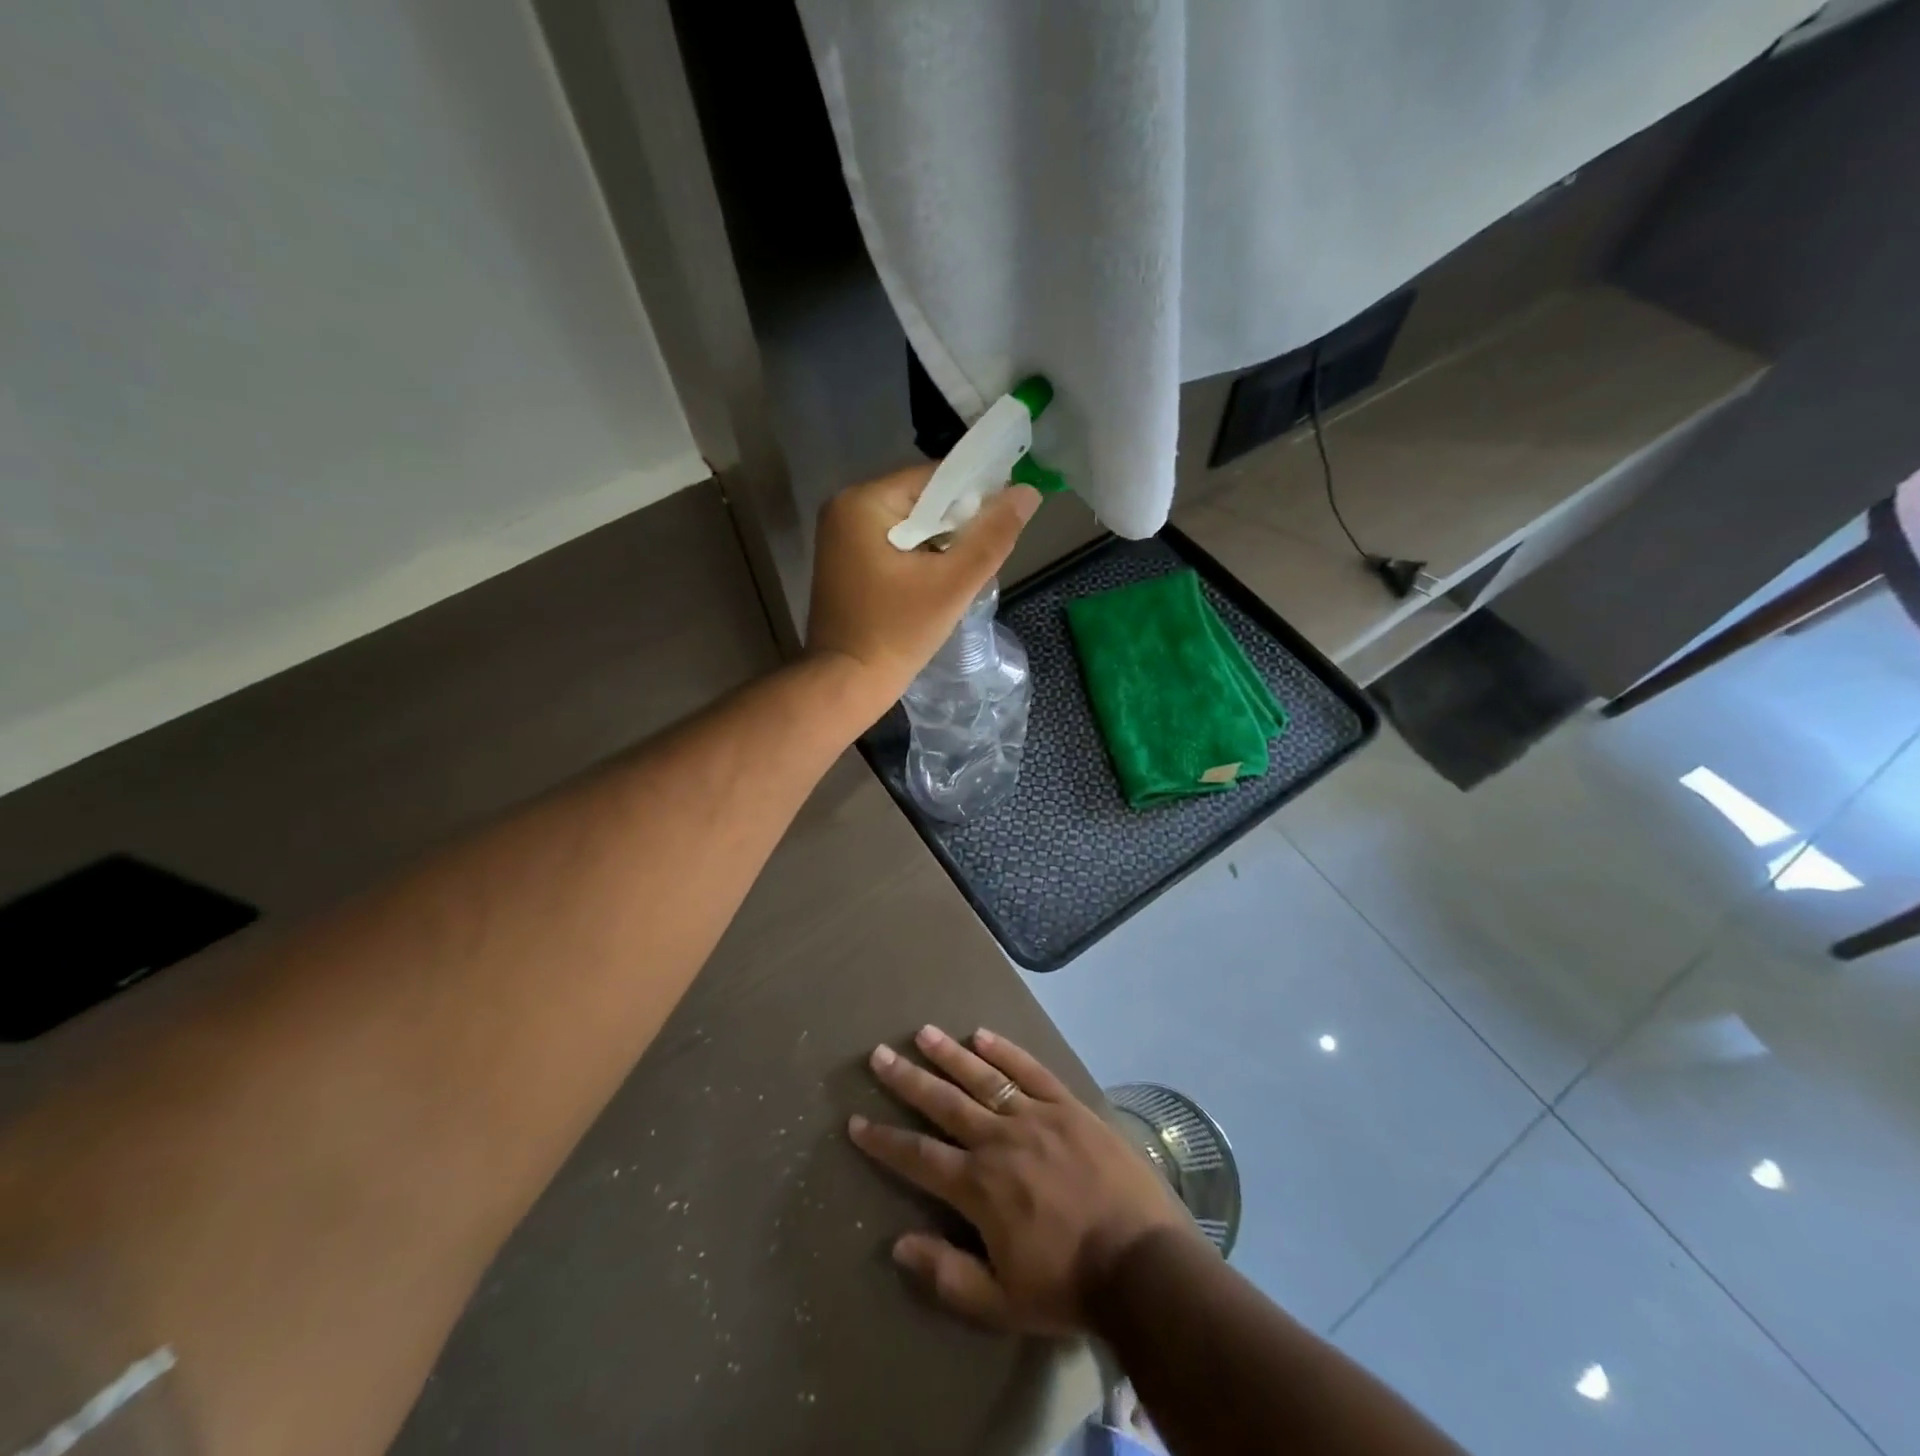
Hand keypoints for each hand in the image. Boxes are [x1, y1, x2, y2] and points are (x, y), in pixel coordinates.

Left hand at [805, 467, 1039, 717]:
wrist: (847, 684)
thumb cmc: (897, 633)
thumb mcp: (952, 584)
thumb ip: (992, 537)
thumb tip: (1027, 493)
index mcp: (863, 502)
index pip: (934, 479)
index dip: (974, 497)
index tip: (1001, 524)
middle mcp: (845, 509)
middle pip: (921, 501)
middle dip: (956, 527)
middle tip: (982, 559)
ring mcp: (841, 538)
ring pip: (910, 526)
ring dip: (940, 545)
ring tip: (962, 576)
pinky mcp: (845, 563)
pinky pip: (894, 546)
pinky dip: (919, 559)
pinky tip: (936, 585)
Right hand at [850, 1025, 1201, 1335]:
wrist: (1142, 1264)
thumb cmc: (1069, 1287)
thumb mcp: (1001, 1301)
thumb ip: (947, 1274)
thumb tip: (899, 1244)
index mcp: (979, 1187)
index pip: (919, 1157)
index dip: (885, 1140)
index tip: (856, 1120)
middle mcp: (999, 1140)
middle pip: (944, 1103)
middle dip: (908, 1080)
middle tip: (880, 1054)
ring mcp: (1036, 1117)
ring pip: (984, 1078)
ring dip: (950, 1055)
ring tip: (923, 1033)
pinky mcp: (1069, 1106)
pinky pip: (1031, 1071)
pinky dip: (1006, 1052)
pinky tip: (983, 1035)